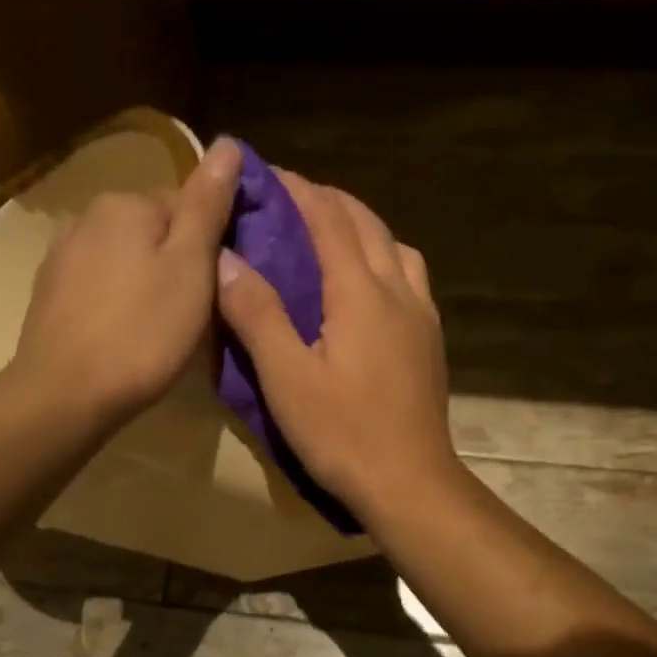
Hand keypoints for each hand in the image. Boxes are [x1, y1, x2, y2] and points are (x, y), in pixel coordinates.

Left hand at [12, 136, 241, 426]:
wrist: (65, 394)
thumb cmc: (142, 332)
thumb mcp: (191, 267)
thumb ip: (207, 205)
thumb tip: (227, 143)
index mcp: (126, 203)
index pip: (186, 204)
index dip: (211, 244)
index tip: (219, 286)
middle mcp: (87, 216)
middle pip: (153, 230)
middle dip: (177, 262)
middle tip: (194, 313)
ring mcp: (61, 255)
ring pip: (125, 258)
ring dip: (146, 282)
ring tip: (160, 327)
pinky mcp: (49, 294)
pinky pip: (99, 285)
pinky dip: (117, 301)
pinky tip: (124, 334)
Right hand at [215, 170, 462, 520]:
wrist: (410, 483)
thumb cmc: (343, 434)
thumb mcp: (287, 378)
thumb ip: (257, 314)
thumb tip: (227, 258)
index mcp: (361, 293)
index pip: (329, 219)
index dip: (298, 190)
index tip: (267, 173)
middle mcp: (398, 290)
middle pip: (366, 223)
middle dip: (328, 200)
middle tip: (289, 200)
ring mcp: (421, 315)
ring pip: (395, 246)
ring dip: (361, 226)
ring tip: (329, 236)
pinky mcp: (430, 340)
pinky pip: (409, 276)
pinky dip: (383, 257)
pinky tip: (366, 285)